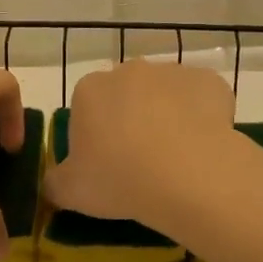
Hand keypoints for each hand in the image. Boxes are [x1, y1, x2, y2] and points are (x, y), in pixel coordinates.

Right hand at [43, 61, 236, 224]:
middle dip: (131, 120)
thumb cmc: (119, 179)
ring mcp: (173, 71)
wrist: (189, 175)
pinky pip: (202, 98)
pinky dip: (202, 117)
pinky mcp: (210, 81)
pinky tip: (203, 146)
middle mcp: (130, 70)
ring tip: (176, 158)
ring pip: (165, 95)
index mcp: (90, 89)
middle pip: (126, 95)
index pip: (86, 108)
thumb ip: (53, 183)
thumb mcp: (70, 192)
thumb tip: (51, 183)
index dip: (94, 136)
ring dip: (167, 116)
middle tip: (140, 162)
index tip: (105, 165)